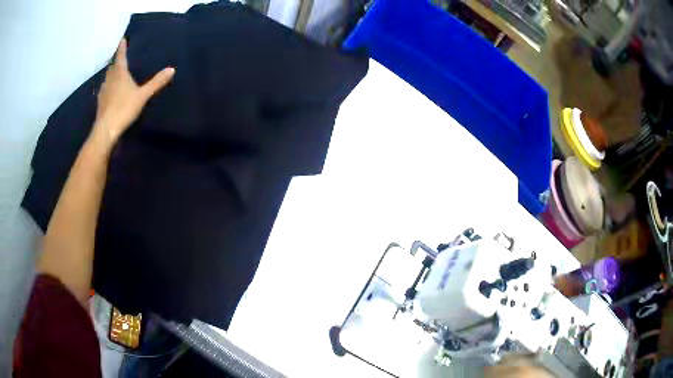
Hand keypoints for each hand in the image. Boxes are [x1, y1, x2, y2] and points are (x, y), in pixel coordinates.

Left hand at [90, 38, 174, 149]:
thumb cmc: (124, 108)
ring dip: (111, 73)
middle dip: (116, 61)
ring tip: (116, 72)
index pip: (120, 56)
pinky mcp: (101, 103)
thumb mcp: (143, 95)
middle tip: (119, 56)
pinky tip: (111, 90)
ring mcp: (103, 91)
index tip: (122, 40)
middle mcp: (109, 79)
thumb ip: (156, 83)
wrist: (106, 130)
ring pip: (107, 78)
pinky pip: (105, 89)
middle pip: (112, 66)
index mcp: (119, 74)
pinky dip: (109, 86)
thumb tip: (172, 69)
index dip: (122, 48)